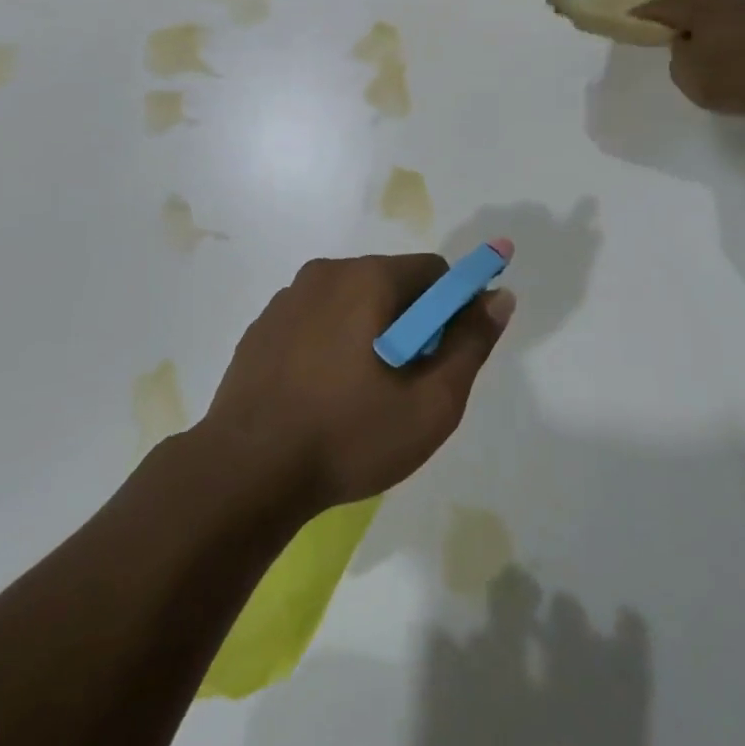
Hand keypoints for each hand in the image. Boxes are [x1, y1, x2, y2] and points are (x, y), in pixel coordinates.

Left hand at [199, 248, 515, 515]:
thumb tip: (500, 296)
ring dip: (370, 332)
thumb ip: (471, 344)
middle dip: (411, 323)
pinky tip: (322, 395)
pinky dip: (333, 343)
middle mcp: (326, 273)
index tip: (444, 358)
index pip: (434, 272)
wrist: (244, 473)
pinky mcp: (262, 327)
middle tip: (405, 384)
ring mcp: (288, 299)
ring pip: (353, 301)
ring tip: (361, 395)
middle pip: (392, 283)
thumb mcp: (431, 403)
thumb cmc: (348, 436)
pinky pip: (317, 320)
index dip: (452, 311)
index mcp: (368, 278)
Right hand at [632, 0, 744, 119]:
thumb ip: (679, 52)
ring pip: (724, 6)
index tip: (633, 15)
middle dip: (681, 8)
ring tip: (701, 27)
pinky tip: (733, 33)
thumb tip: (686, 39)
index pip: (666, 6)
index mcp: (700, 8)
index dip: (647, 11)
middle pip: (697, 0)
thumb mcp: (686, 73)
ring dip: (710, 14)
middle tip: (667, 18)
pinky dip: (734, 24)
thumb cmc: (728, 79)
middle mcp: (728, 0)